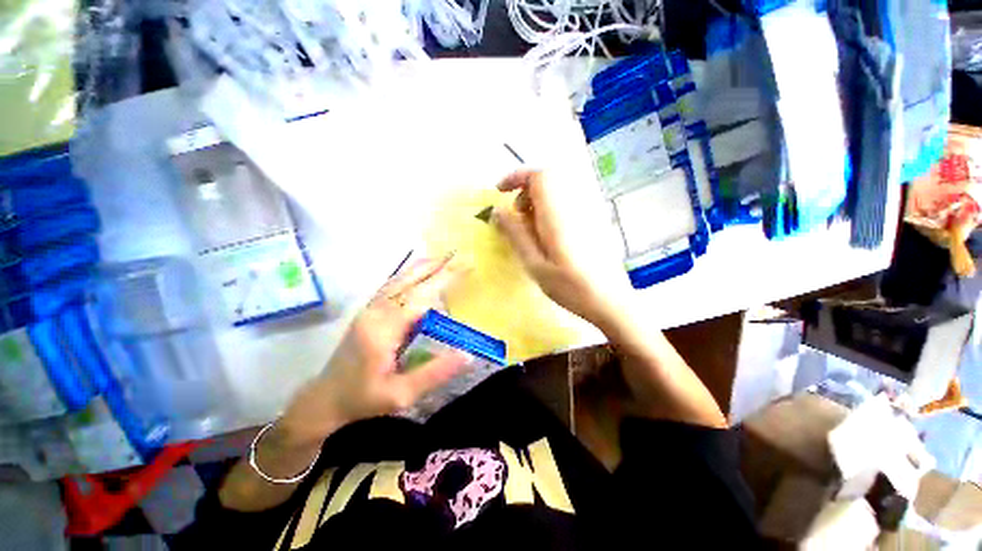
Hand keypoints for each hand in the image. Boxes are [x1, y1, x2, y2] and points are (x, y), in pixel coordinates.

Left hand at [278, 255, 469, 448]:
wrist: (324, 400)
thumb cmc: (363, 399)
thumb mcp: (401, 395)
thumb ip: (434, 374)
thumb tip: (468, 354)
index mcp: (383, 329)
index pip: (420, 296)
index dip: (443, 279)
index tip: (465, 267)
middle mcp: (375, 311)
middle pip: (409, 280)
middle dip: (436, 266)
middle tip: (458, 255)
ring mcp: (369, 308)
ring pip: (399, 279)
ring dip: (422, 266)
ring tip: (444, 257)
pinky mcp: (368, 311)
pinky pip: (392, 285)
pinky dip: (409, 273)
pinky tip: (419, 270)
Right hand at [493, 170, 632, 329]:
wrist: (608, 299)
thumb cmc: (569, 286)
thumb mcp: (534, 263)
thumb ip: (515, 234)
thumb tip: (497, 211)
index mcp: (558, 214)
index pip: (539, 175)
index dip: (516, 177)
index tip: (500, 192)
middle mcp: (574, 205)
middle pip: (548, 178)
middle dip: (526, 190)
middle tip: (516, 215)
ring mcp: (587, 211)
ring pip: (557, 189)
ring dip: (538, 200)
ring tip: (530, 227)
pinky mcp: (592, 220)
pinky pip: (567, 202)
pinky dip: (551, 208)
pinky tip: (548, 233)